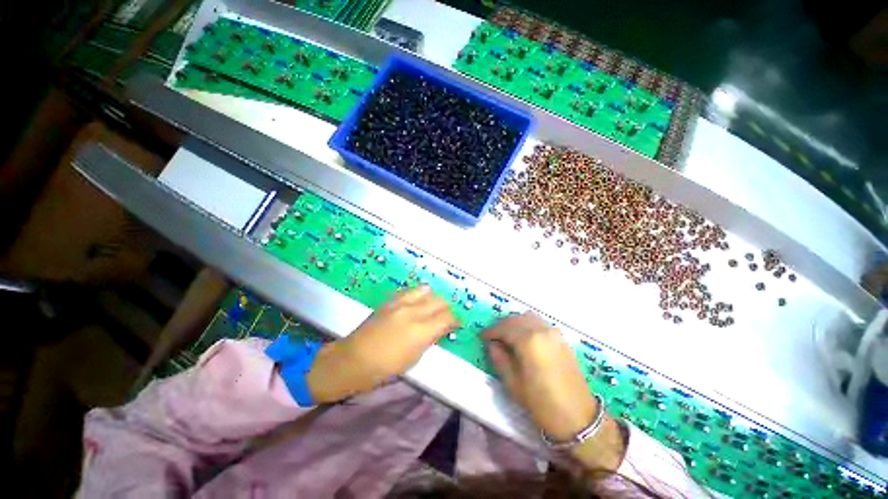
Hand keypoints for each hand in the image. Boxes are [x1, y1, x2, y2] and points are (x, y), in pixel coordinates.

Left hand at [306, 285, 457, 402]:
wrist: (354, 358)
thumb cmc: (385, 367)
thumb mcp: (414, 358)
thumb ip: (430, 338)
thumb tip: (441, 328)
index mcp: (421, 330)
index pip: (447, 317)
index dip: (455, 320)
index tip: (456, 324)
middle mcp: (413, 311)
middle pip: (439, 301)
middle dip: (446, 309)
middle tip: (444, 318)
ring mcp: (400, 303)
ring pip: (426, 290)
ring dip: (432, 299)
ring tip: (430, 308)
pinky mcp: (390, 300)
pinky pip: (410, 290)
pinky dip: (418, 295)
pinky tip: (416, 303)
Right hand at [483, 312, 624, 470]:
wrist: (578, 418)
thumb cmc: (542, 404)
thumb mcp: (514, 383)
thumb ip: (499, 359)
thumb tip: (492, 344)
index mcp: (529, 341)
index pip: (504, 328)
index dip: (491, 331)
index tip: (482, 336)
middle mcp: (542, 330)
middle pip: (516, 319)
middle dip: (502, 325)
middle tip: (493, 337)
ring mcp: (554, 333)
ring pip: (529, 318)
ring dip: (515, 323)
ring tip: (508, 336)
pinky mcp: (562, 339)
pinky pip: (540, 324)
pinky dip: (528, 325)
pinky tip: (525, 339)